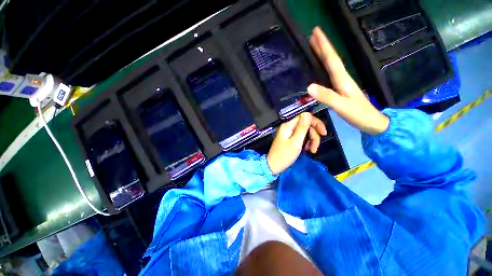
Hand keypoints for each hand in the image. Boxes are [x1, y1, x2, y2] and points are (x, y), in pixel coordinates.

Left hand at [267, 113, 326, 173]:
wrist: (273, 166)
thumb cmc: (284, 155)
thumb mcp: (296, 142)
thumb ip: (302, 128)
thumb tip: (307, 113)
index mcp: (288, 126)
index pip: (305, 117)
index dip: (316, 123)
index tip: (324, 133)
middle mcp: (288, 127)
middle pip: (306, 125)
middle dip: (314, 136)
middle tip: (315, 148)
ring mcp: (289, 133)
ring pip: (305, 132)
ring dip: (311, 140)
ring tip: (312, 150)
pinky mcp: (290, 139)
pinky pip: (301, 137)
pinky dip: (306, 143)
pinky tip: (307, 150)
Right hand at [307, 27, 388, 134]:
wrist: (371, 122)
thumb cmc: (358, 114)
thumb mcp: (342, 106)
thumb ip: (327, 96)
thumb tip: (309, 86)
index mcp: (342, 80)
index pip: (332, 59)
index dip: (324, 46)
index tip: (316, 33)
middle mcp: (342, 78)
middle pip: (331, 59)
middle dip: (323, 46)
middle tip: (313, 35)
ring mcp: (342, 83)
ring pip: (331, 65)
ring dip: (323, 54)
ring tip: (315, 46)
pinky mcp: (340, 89)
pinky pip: (330, 74)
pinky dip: (324, 66)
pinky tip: (321, 67)